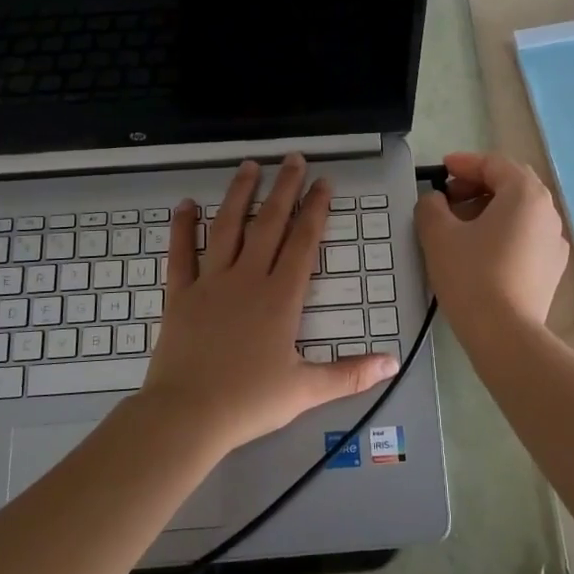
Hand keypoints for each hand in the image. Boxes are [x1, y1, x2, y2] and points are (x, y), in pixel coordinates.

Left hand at [140, 154, 400, 453]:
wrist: (187, 415)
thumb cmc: (249, 402)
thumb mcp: (307, 389)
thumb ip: (350, 373)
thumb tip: (393, 362)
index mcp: (280, 297)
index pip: (303, 243)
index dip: (315, 210)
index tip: (323, 182)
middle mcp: (247, 279)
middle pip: (268, 223)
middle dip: (284, 188)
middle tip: (292, 158)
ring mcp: (210, 283)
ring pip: (227, 228)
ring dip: (239, 194)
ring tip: (249, 166)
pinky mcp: (180, 295)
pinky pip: (180, 254)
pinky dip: (182, 228)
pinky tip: (185, 205)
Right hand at [414, 151, 567, 338]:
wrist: (506, 335)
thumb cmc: (471, 276)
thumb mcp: (438, 234)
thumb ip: (431, 206)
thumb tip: (435, 201)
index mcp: (525, 194)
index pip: (494, 164)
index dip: (464, 163)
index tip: (440, 170)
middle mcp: (548, 212)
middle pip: (511, 185)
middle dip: (478, 185)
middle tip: (448, 197)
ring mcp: (555, 242)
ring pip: (519, 212)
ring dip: (490, 209)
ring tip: (460, 226)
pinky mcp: (552, 269)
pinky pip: (526, 237)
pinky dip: (503, 233)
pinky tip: (482, 252)